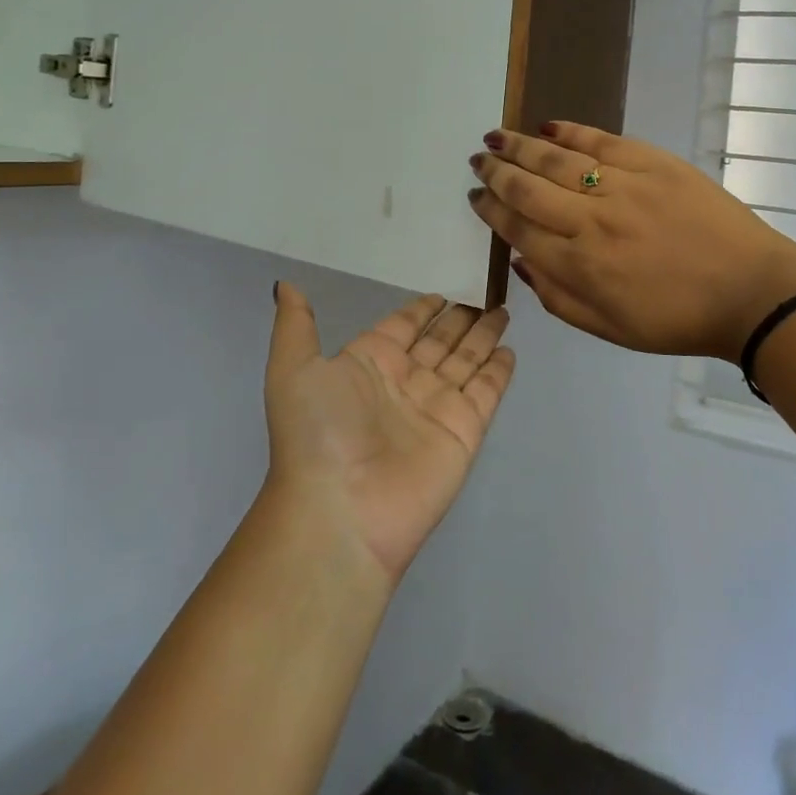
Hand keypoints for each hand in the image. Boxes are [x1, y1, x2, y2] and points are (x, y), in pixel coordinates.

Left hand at [262, 285, 513, 584]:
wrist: (341, 510)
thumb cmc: (317, 432)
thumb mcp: (293, 368)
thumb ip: (296, 325)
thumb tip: (285, 284)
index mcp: (367, 364)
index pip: (401, 328)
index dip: (420, 311)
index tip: (441, 294)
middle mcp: (404, 382)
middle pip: (439, 342)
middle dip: (459, 320)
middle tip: (484, 296)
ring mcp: (436, 407)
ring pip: (466, 361)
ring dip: (483, 337)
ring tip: (502, 311)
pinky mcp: (464, 431)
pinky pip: (486, 391)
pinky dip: (499, 371)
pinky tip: (510, 350)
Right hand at [468, 124, 795, 361]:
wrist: (750, 291)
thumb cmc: (677, 319)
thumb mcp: (609, 328)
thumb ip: (557, 297)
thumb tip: (521, 259)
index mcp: (579, 265)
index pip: (518, 228)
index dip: (491, 210)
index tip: (475, 196)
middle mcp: (591, 220)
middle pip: (528, 188)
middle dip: (496, 172)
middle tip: (478, 160)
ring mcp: (622, 186)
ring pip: (556, 159)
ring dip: (520, 146)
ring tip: (496, 136)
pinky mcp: (653, 162)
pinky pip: (600, 140)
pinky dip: (570, 131)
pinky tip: (547, 126)